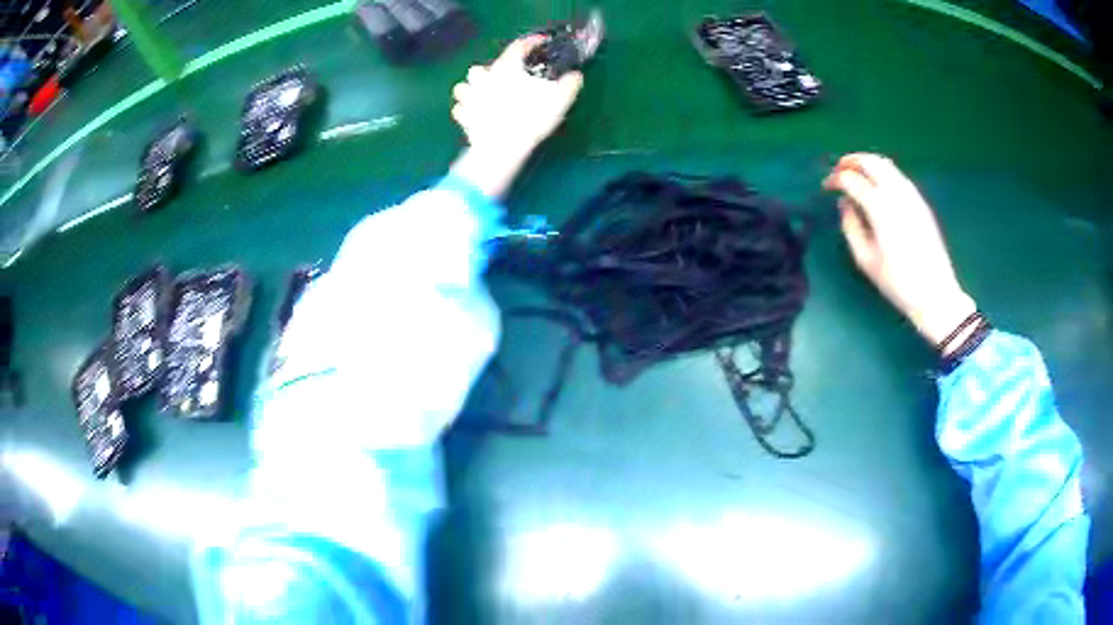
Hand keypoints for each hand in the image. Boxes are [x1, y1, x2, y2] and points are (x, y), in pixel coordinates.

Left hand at [452, 36, 583, 158]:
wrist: (502, 147)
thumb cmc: (530, 118)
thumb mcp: (559, 100)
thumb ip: (568, 85)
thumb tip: (575, 76)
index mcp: (507, 69)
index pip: (518, 47)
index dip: (530, 42)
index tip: (539, 42)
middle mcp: (484, 78)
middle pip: (480, 68)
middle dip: (488, 72)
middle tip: (501, 80)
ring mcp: (470, 98)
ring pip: (462, 87)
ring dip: (470, 90)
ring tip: (481, 96)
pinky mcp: (463, 117)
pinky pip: (459, 110)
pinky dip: (465, 112)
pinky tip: (473, 116)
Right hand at [824, 153, 976, 351]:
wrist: (935, 293)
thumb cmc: (897, 282)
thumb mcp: (865, 260)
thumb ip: (851, 227)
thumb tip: (845, 204)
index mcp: (879, 208)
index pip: (852, 180)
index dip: (836, 179)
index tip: (826, 187)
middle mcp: (896, 194)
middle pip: (870, 162)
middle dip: (850, 161)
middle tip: (839, 170)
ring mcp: (911, 195)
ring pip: (886, 164)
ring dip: (867, 163)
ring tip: (856, 173)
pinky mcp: (921, 202)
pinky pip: (898, 176)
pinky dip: (883, 172)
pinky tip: (878, 186)